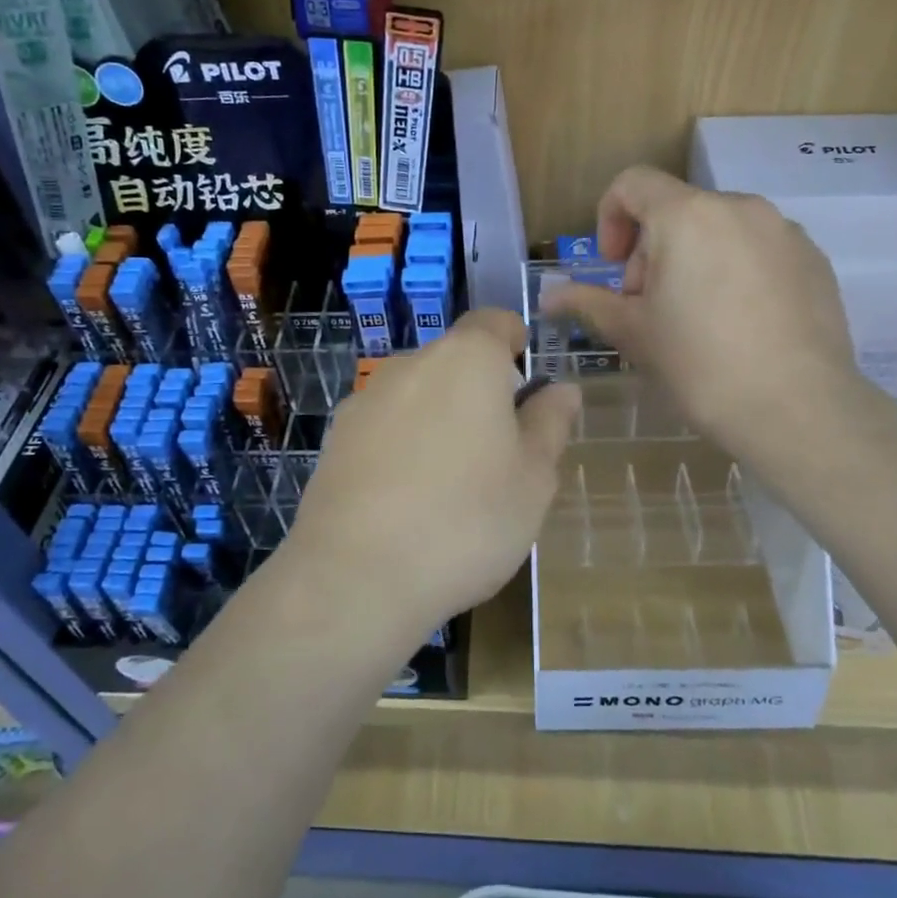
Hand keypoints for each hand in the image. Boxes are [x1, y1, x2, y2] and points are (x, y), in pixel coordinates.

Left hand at [284, 309, 580, 641]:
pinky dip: (403, 447)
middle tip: (501, 453)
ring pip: (418, 395)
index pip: (495, 321)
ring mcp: (365, 401)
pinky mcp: (335, 439)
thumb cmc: (467, 520)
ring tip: (452, 486)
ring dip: (440, 421)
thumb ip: (550, 423)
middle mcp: (410, 365)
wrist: (355, 576)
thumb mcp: (533, 478)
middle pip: (455, 361)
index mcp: (466, 360)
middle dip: (480, 392)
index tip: (528, 386)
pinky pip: (384, 427)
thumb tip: (561, 389)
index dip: (516, 342)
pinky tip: (407, 501)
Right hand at [543, 166, 866, 468]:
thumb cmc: (700, 365)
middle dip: (653, 250)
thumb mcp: (633, 333)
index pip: (633, 183)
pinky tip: (741, 325)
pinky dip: (737, 271)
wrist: (798, 409)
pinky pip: (759, 250)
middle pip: (678, 210)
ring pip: (720, 230)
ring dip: (695, 260)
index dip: (610, 217)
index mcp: (687, 216)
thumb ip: (587, 302)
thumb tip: (548, 297)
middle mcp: (739, 207)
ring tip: (698, 319)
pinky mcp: (815, 260)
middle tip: (651, 307)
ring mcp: (784, 232)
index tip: (614, 267)